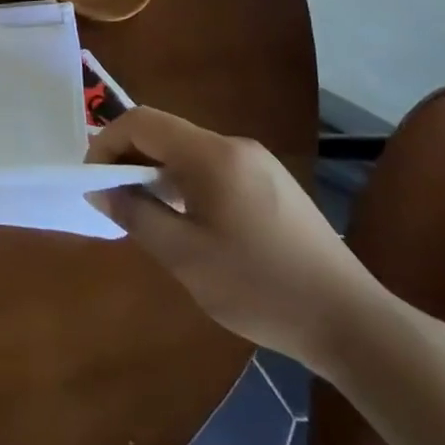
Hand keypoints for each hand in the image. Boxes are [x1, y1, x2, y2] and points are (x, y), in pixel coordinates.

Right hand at [86, 108, 386, 375]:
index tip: (92, 182)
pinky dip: (184, 183)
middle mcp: (235, 146)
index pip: (142, 122)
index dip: (106, 143)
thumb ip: (135, 214)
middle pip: (165, 133)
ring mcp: (258, 163)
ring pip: (187, 152)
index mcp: (213, 155)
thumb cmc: (261, 287)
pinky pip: (212, 168)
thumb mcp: (185, 256)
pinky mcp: (272, 183)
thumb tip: (98, 189)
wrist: (352, 322)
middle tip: (111, 199)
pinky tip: (186, 222)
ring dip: (156, 172)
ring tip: (143, 214)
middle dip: (129, 158)